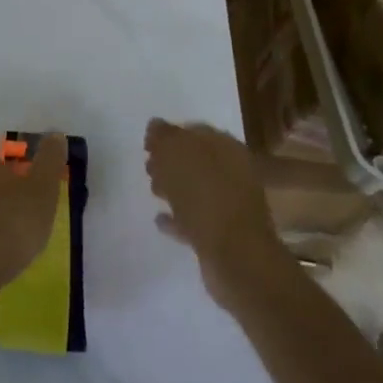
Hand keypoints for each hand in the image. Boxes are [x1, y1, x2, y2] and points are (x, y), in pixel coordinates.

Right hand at [144, 118, 281, 306]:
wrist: (236, 257)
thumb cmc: (204, 196)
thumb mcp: (176, 155)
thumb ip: (164, 137)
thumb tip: (156, 125)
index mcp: (226, 148)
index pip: (195, 131)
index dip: (169, 135)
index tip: (147, 144)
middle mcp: (233, 173)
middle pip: (197, 160)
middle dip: (171, 162)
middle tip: (149, 166)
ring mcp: (231, 205)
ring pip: (196, 189)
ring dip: (175, 188)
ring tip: (152, 191)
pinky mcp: (224, 235)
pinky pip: (195, 219)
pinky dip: (178, 218)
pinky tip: (160, 220)